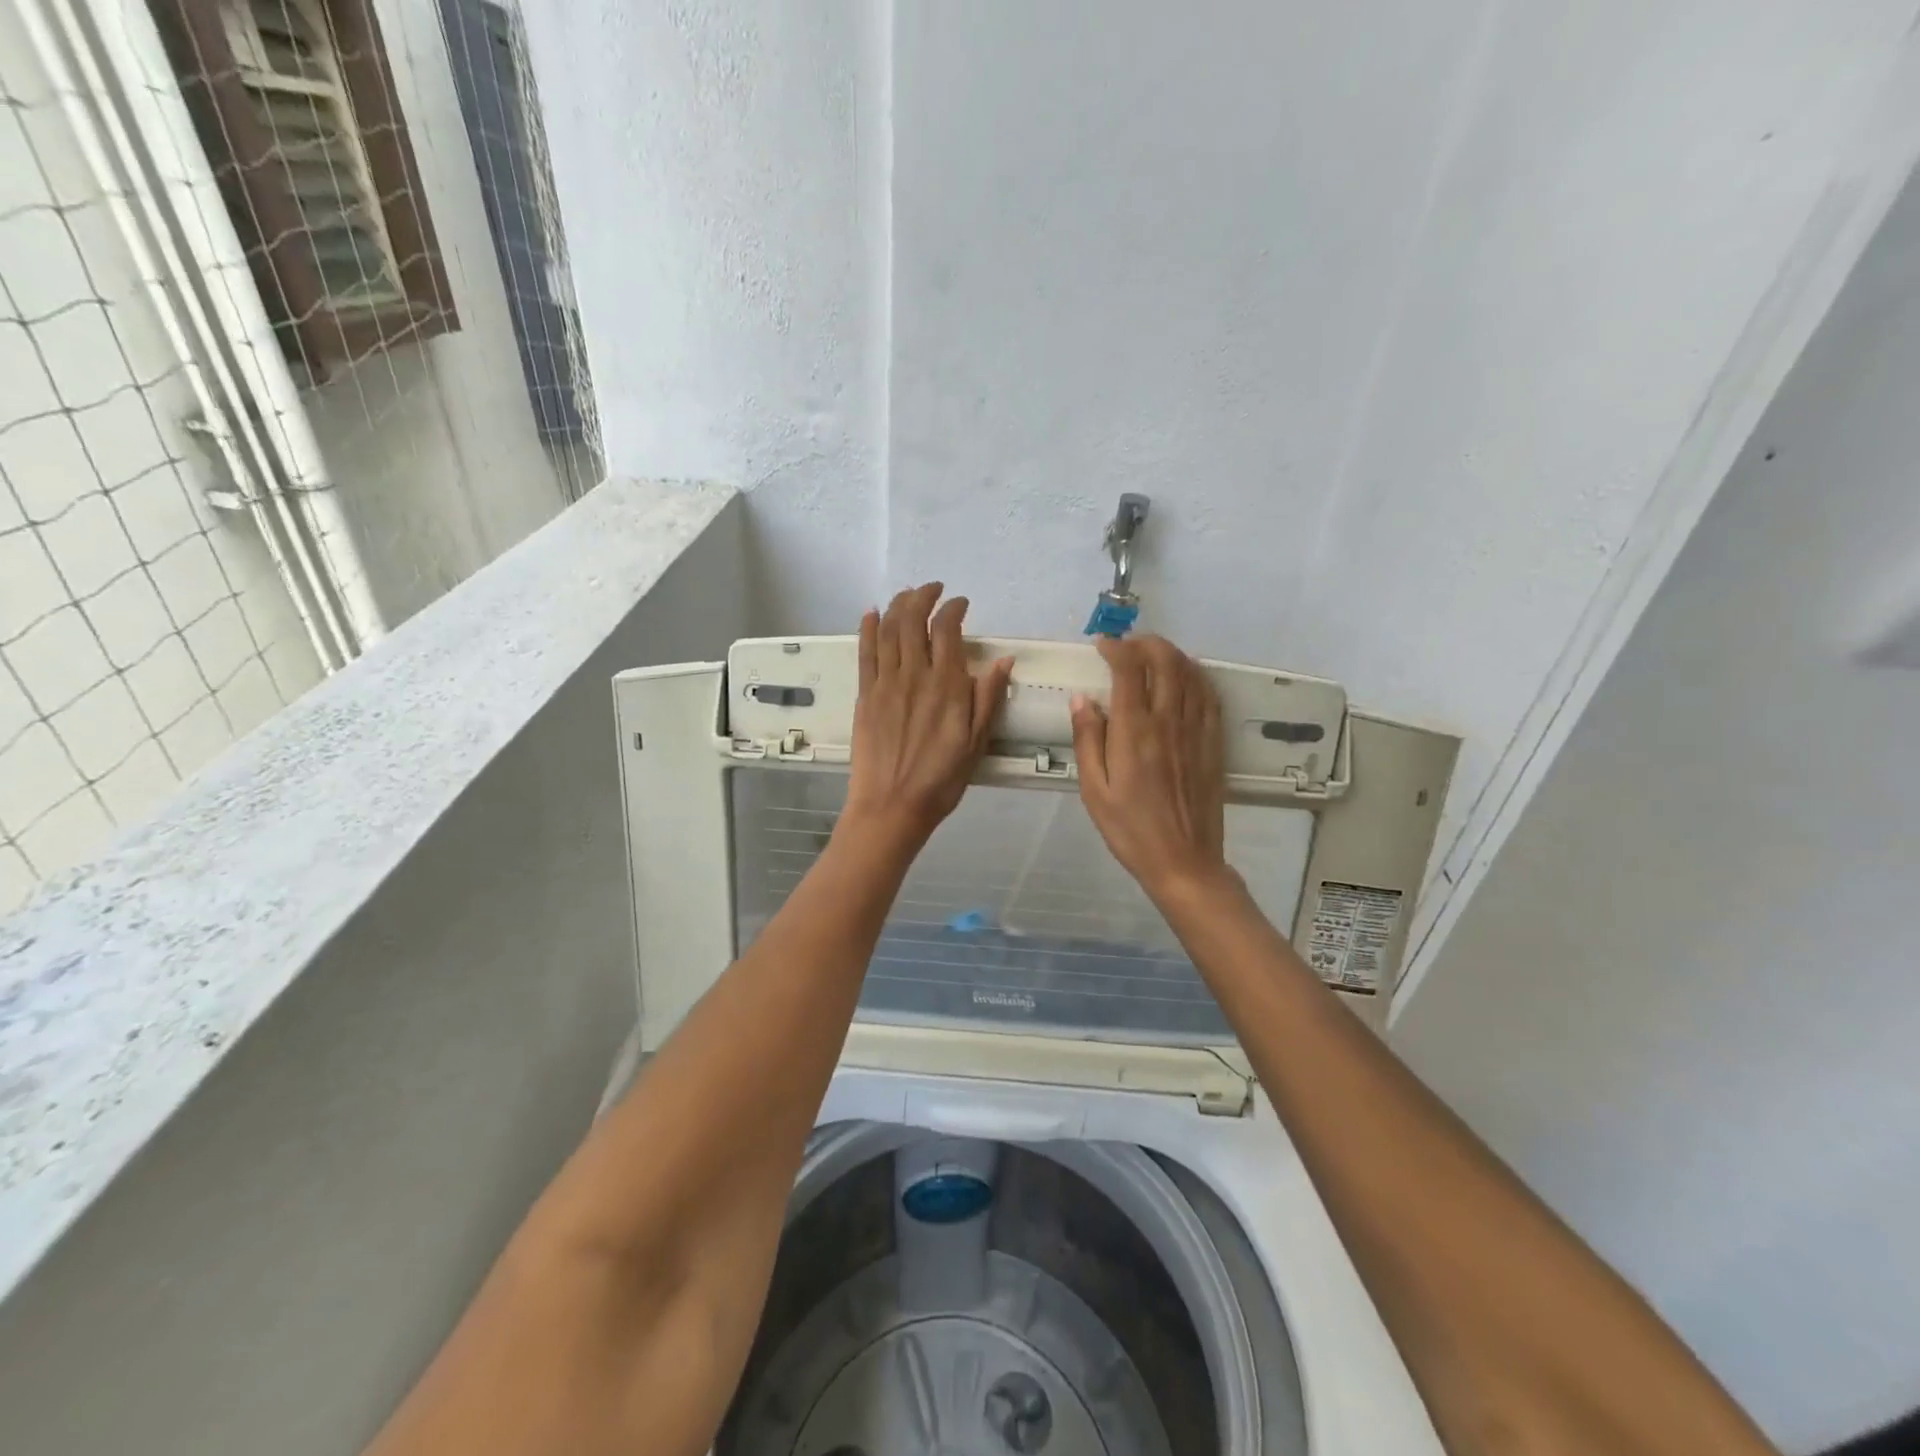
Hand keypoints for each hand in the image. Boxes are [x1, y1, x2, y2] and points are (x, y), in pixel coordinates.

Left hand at [842, 584, 1013, 848]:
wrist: (892, 806)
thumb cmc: (941, 780)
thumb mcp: (977, 742)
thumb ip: (988, 698)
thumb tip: (1003, 661)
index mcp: (946, 685)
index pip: (947, 629)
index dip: (953, 608)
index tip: (960, 603)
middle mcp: (914, 675)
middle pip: (913, 620)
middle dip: (923, 596)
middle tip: (933, 589)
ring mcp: (885, 683)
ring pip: (887, 630)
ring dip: (897, 605)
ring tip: (908, 594)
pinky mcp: (865, 695)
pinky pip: (865, 653)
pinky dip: (867, 628)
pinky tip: (870, 614)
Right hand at [1070, 635, 1232, 900]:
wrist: (1183, 861)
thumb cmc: (1130, 829)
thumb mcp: (1094, 790)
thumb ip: (1088, 740)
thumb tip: (1082, 699)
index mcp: (1134, 732)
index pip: (1129, 671)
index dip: (1116, 648)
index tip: (1102, 645)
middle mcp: (1168, 722)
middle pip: (1165, 661)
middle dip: (1146, 643)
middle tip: (1128, 646)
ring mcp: (1195, 730)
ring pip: (1190, 673)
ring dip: (1171, 654)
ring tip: (1152, 654)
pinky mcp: (1212, 743)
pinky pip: (1209, 696)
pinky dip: (1196, 676)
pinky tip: (1185, 677)